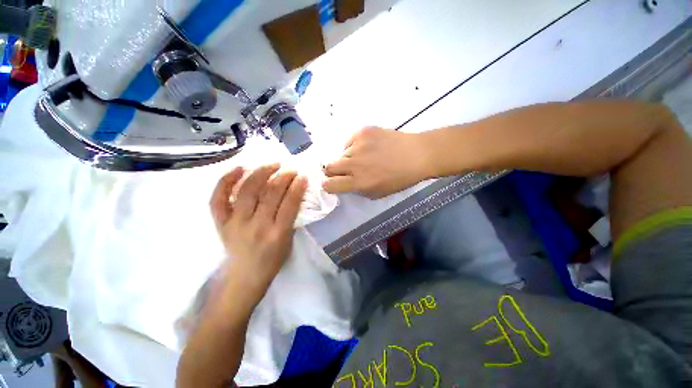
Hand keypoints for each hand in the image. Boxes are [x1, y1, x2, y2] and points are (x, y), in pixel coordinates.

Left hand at [209, 164, 307, 306]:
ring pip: (247, 191)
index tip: (302, 176)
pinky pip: (219, 198)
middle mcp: (256, 226)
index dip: (297, 187)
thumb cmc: (272, 260)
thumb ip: (291, 218)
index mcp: (277, 234)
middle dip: (283, 177)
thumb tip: (294, 194)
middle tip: (290, 169)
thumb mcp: (289, 241)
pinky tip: (239, 168)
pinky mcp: (220, 223)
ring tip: (272, 165)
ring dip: (261, 173)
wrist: (244, 277)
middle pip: (270, 194)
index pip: (289, 204)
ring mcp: (235, 223)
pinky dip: (227, 180)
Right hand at [323, 127, 432, 197]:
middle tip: (346, 171)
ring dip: (348, 159)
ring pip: (341, 154)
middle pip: (329, 167)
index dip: (329, 185)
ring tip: (364, 157)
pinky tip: (369, 147)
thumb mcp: (378, 193)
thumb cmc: (400, 179)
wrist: (417, 155)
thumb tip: (346, 183)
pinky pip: (350, 141)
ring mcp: (358, 145)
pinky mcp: (363, 132)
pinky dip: (355, 147)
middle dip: (334, 171)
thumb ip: (358, 189)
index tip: (333, 183)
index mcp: (359, 182)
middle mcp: (355, 164)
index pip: (329, 185)